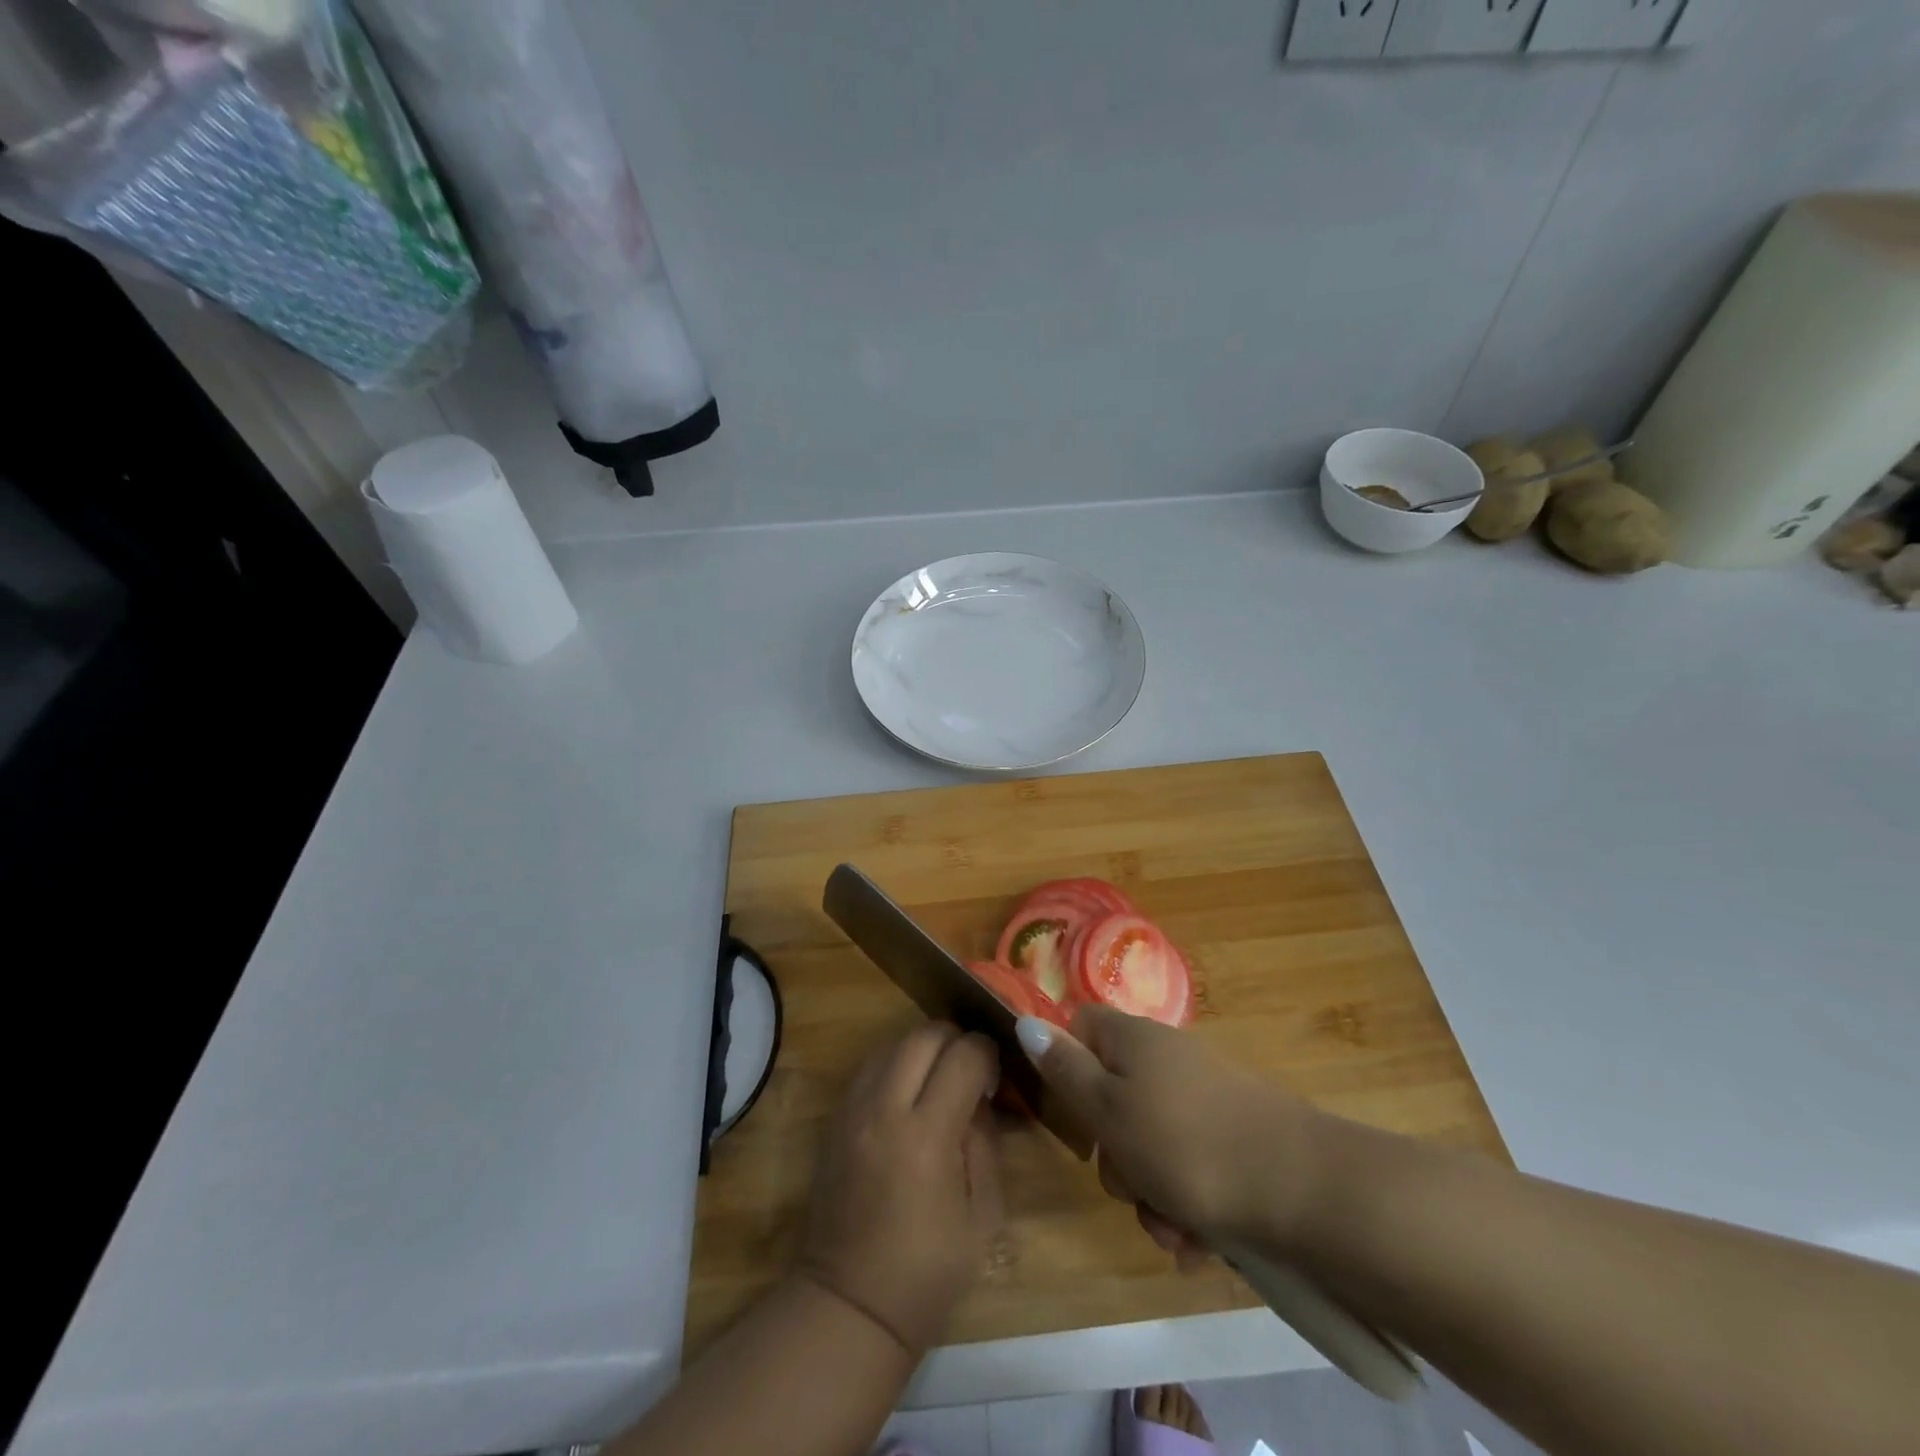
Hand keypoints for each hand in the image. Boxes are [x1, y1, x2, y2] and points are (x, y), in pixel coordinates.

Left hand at [797, 1023, 1003, 1355]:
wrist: (848, 1304)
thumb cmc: (927, 1271)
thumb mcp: (984, 1216)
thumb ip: (986, 1143)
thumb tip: (979, 1096)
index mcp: (927, 1136)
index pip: (964, 1056)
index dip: (987, 1053)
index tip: (994, 1074)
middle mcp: (885, 1108)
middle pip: (924, 1034)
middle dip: (955, 1039)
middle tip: (970, 1067)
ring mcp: (853, 1109)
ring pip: (892, 1042)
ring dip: (922, 1048)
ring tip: (939, 1077)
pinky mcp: (834, 1118)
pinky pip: (869, 1065)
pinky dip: (895, 1063)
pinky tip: (908, 1092)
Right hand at [1017, 1006, 1321, 1258]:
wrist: (1305, 1188)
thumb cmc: (1186, 1145)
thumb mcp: (1108, 1110)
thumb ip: (1065, 1069)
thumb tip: (1027, 1021)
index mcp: (1134, 1039)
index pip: (1082, 1026)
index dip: (1067, 1065)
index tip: (1073, 1115)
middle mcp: (1169, 1057)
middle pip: (1115, 1095)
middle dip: (1114, 1154)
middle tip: (1129, 1187)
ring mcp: (1207, 1095)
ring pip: (1152, 1141)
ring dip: (1151, 1192)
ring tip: (1172, 1232)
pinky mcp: (1237, 1134)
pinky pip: (1192, 1164)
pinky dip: (1187, 1203)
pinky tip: (1199, 1242)